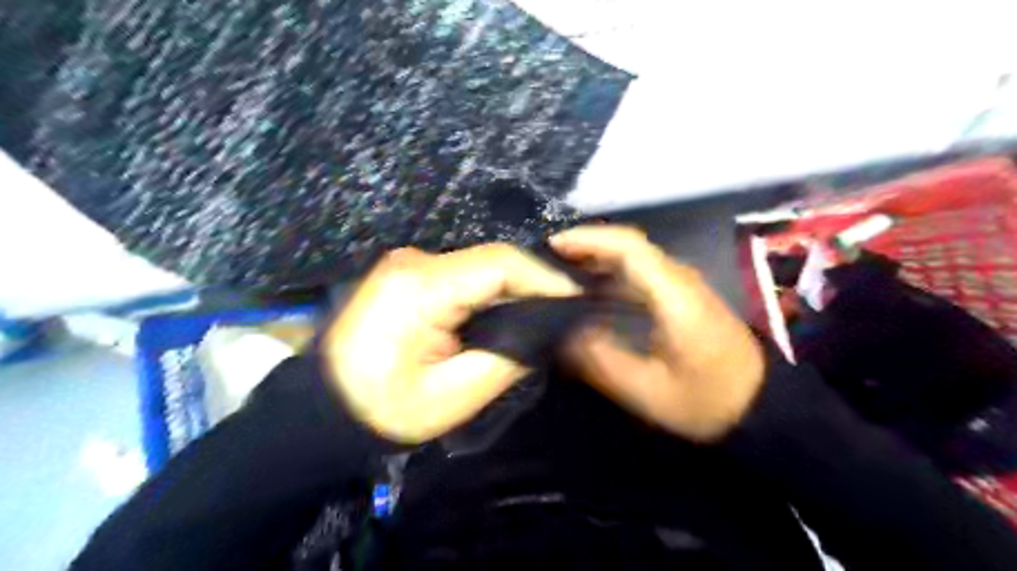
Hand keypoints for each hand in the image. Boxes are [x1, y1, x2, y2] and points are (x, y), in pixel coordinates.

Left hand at [324, 244, 579, 443]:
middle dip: (533, 285)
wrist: (324, 408)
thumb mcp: (454, 395)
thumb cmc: (384, 410)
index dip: (545, 277)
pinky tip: (506, 313)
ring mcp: (408, 264)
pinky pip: (462, 276)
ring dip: (512, 289)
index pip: (499, 264)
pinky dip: (489, 293)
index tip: (576, 299)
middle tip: (565, 311)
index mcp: (421, 287)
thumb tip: (545, 331)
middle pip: (492, 262)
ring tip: (544, 313)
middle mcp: (414, 261)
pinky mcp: (408, 274)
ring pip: (480, 268)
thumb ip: (509, 358)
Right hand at [548, 226, 762, 443]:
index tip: (553, 245)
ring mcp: (683, 286)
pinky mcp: (682, 297)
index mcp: (673, 295)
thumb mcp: (650, 392)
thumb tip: (566, 337)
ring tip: (561, 271)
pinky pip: (640, 273)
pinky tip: (592, 291)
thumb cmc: (707, 400)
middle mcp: (679, 279)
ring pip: (634, 257)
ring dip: (597, 258)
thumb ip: (603, 362)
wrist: (760, 403)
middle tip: (547, 260)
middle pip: (629, 246)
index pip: (629, 247)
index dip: (589, 239)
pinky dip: (611, 273)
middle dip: (586, 246)